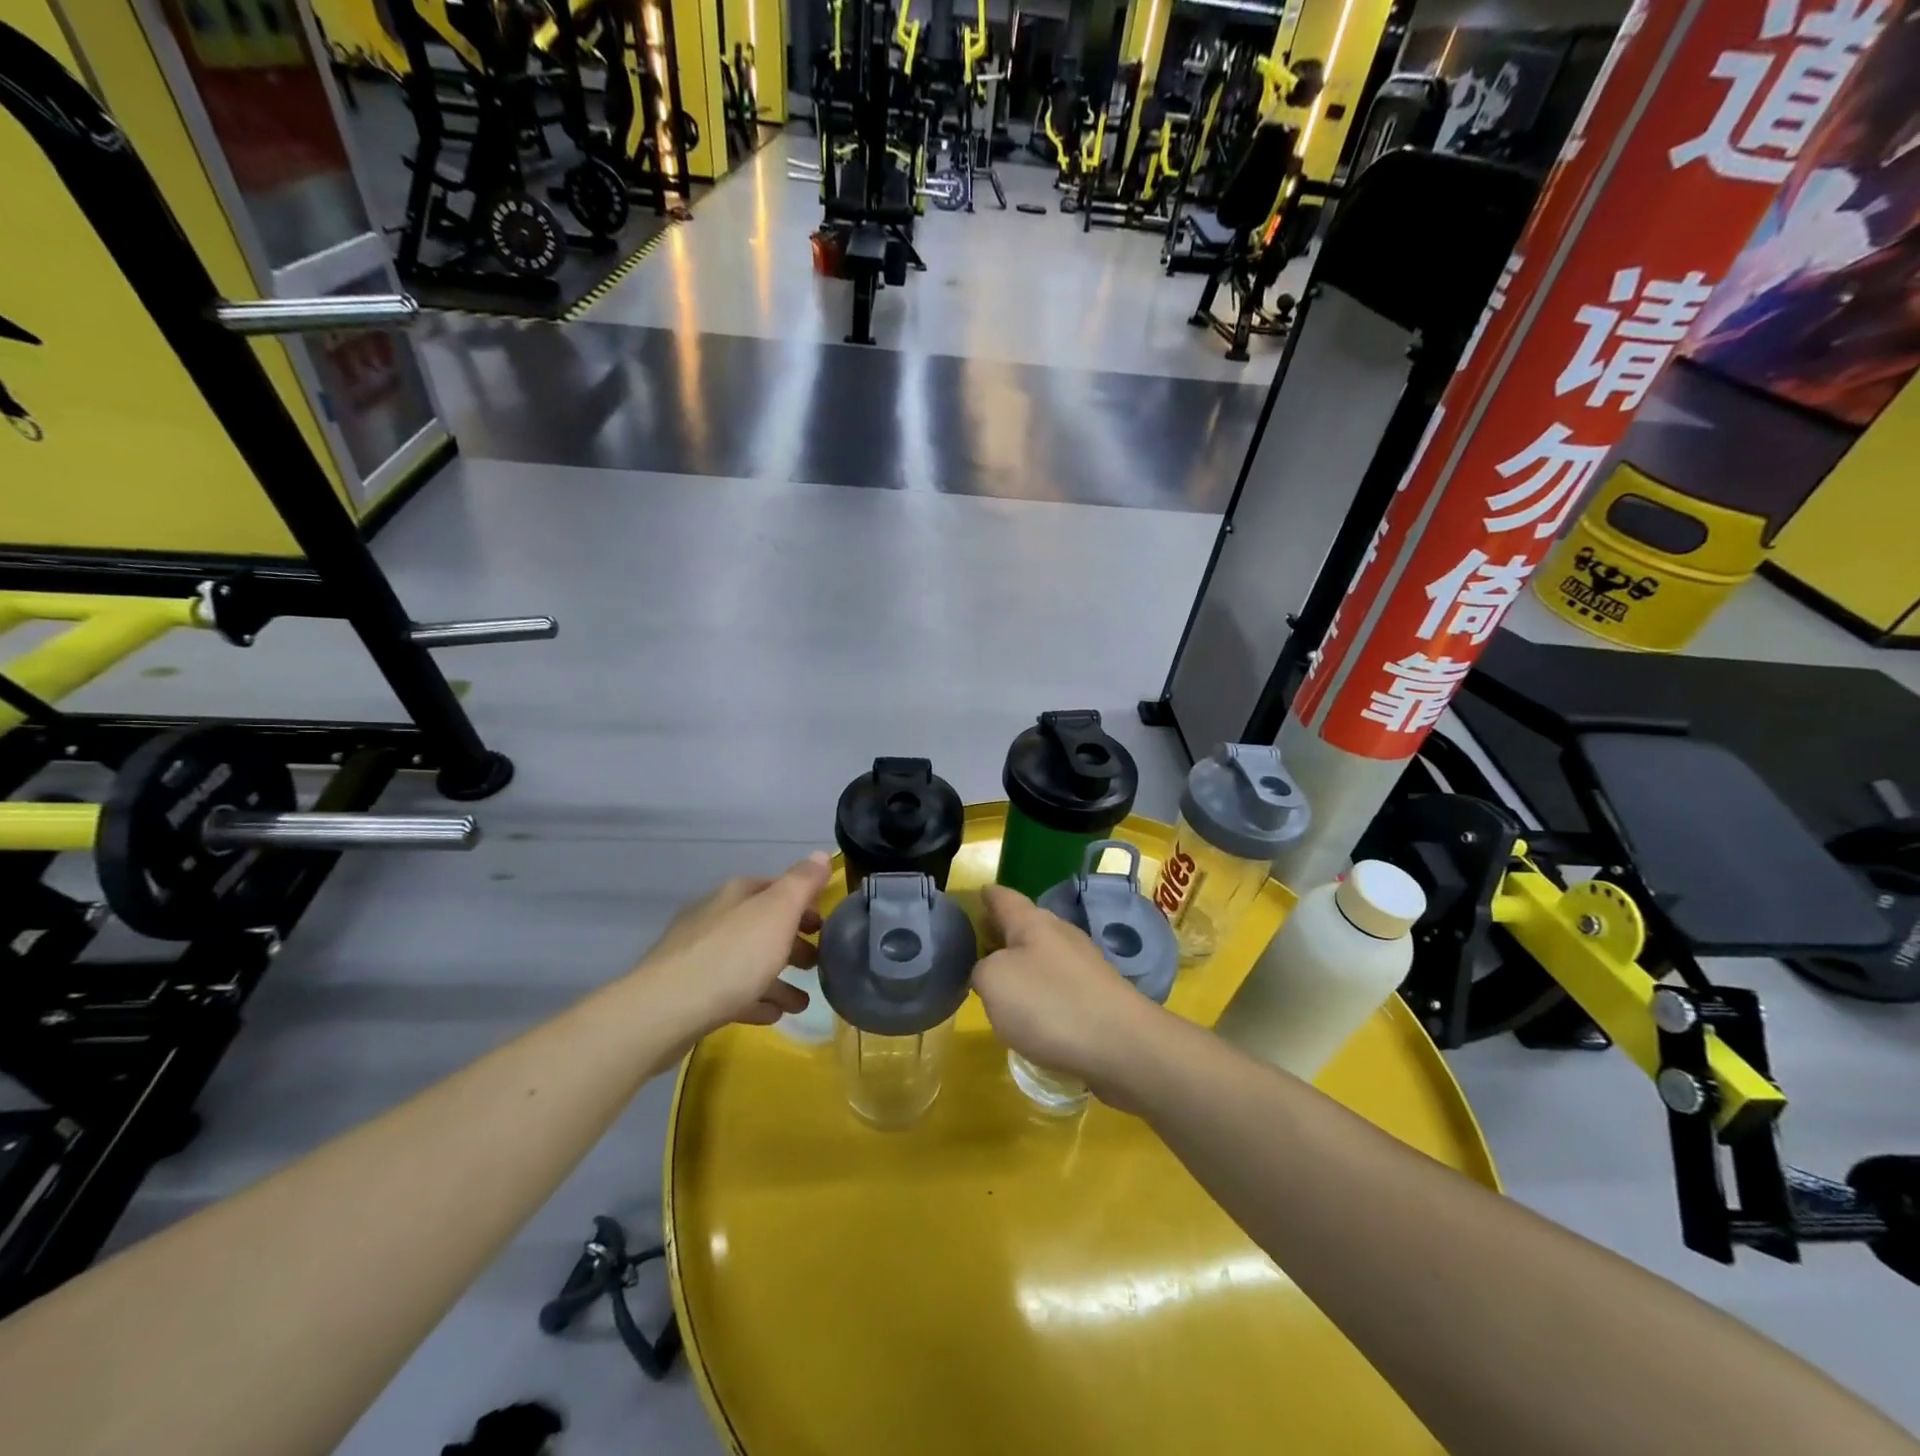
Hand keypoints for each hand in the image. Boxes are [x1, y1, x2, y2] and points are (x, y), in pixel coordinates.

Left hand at [640, 852, 832, 1036]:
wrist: (665, 1011)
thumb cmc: (732, 955)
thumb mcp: (778, 912)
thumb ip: (802, 883)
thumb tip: (821, 854)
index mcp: (736, 894)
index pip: (777, 889)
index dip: (804, 904)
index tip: (826, 926)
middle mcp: (716, 917)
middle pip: (763, 927)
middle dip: (793, 944)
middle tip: (818, 964)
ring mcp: (698, 955)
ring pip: (748, 962)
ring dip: (778, 979)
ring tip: (801, 1003)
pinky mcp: (689, 992)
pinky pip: (731, 992)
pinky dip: (755, 999)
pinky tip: (771, 1015)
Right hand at [972, 884, 1166, 1097]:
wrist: (1124, 1046)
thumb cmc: (1050, 1005)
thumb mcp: (994, 982)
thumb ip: (981, 970)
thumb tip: (988, 971)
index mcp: (1033, 923)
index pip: (1004, 898)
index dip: (987, 895)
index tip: (976, 893)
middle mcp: (1061, 935)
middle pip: (1025, 925)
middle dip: (1002, 931)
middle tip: (977, 940)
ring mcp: (1084, 966)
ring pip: (1043, 955)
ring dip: (1023, 962)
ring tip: (1000, 978)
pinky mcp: (1098, 997)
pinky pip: (1060, 985)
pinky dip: (1042, 990)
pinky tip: (1033, 1011)